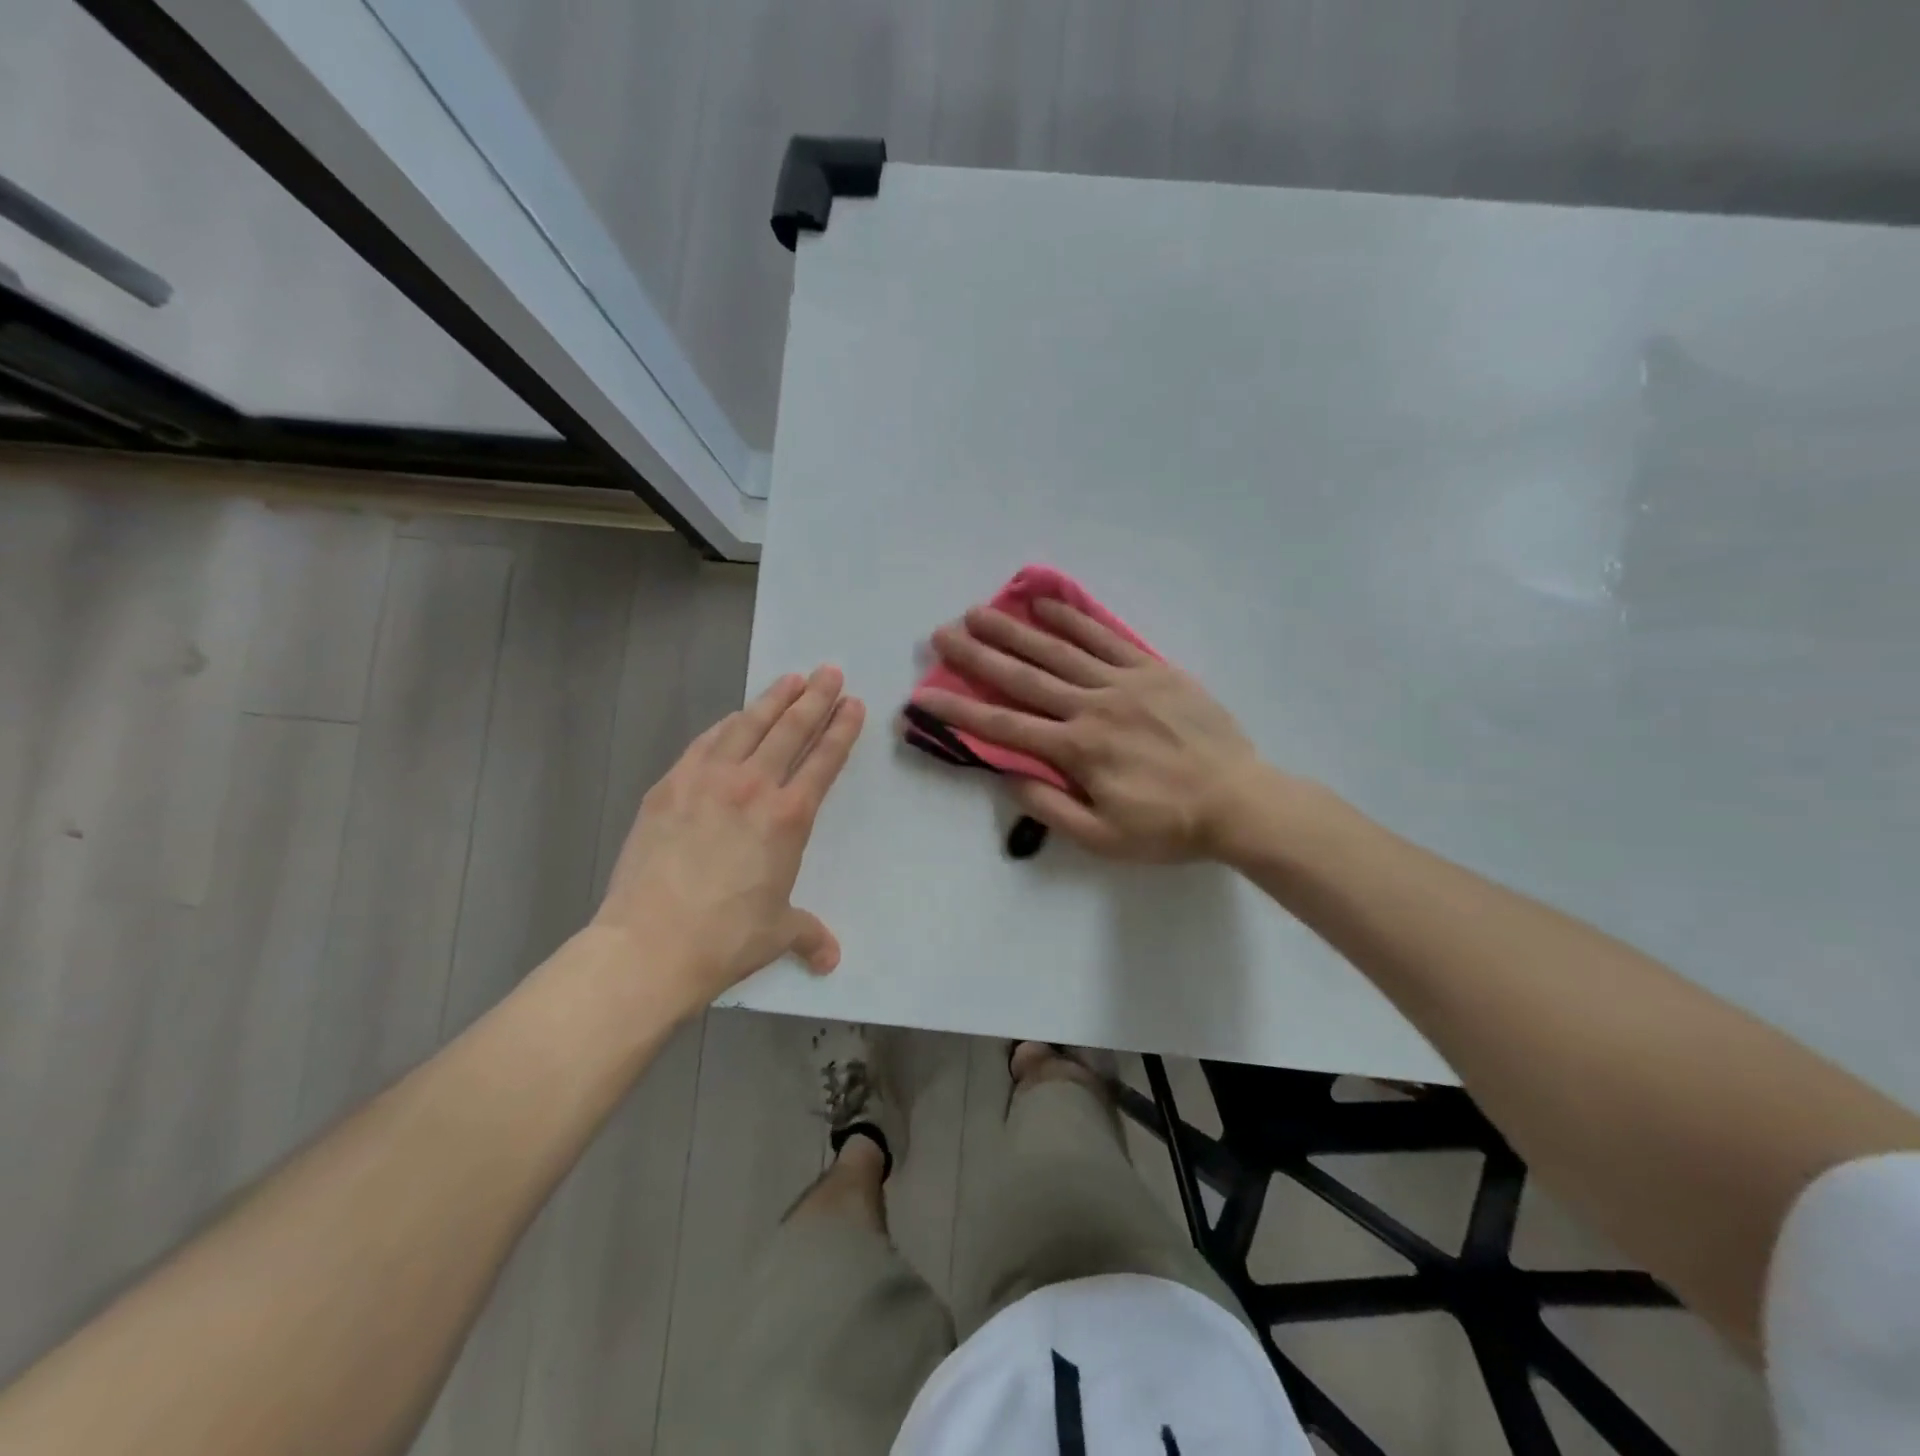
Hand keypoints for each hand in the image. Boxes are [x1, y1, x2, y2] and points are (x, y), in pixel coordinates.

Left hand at [595, 666, 865, 1011]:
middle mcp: (753, 787)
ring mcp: (707, 781)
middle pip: (791, 730)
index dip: (842, 729)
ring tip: (790, 679)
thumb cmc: (725, 938)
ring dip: (772, 700)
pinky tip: (734, 718)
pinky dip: (726, 725)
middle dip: (815, 698)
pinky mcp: (669, 787)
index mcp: (789, 818)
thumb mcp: (777, 934)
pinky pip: (705, 743)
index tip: (853, 703)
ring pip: (748, 726)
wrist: (650, 944)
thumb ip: (808, 935)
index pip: (824, 760)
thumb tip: (830, 959)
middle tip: (830, 672)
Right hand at [918, 601, 1271, 861]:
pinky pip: (1106, 637)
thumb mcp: (1104, 838)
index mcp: (1078, 750)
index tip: (924, 696)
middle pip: (1024, 677)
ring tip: (980, 612)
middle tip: (942, 633)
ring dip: (1015, 630)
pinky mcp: (1152, 670)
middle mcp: (1092, 707)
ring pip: (1059, 650)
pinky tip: (1046, 602)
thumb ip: (1051, 808)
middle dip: (978, 655)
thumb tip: (1009, 776)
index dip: (960, 711)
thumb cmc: (1169, 826)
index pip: (1005, 727)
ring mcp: (1124, 682)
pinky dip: (1074, 619)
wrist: (1240, 800)